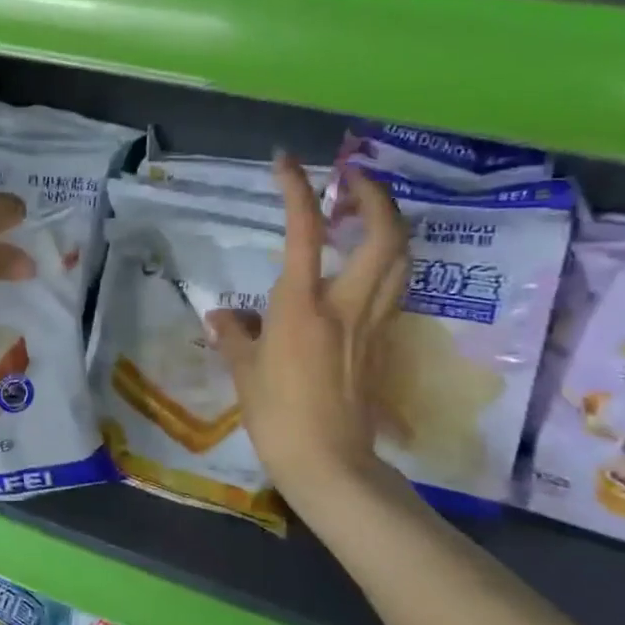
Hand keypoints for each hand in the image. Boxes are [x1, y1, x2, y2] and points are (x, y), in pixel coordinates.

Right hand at [205, 156, 408, 502]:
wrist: (330, 463)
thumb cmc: (278, 416)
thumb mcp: (244, 372)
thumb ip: (234, 335)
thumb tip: (223, 318)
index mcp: (303, 306)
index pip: (305, 232)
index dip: (298, 190)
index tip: (286, 162)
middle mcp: (347, 305)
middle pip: (384, 235)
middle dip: (374, 196)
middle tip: (353, 179)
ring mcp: (373, 323)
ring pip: (401, 259)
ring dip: (389, 224)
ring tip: (365, 212)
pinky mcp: (384, 343)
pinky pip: (394, 288)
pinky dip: (387, 261)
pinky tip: (366, 264)